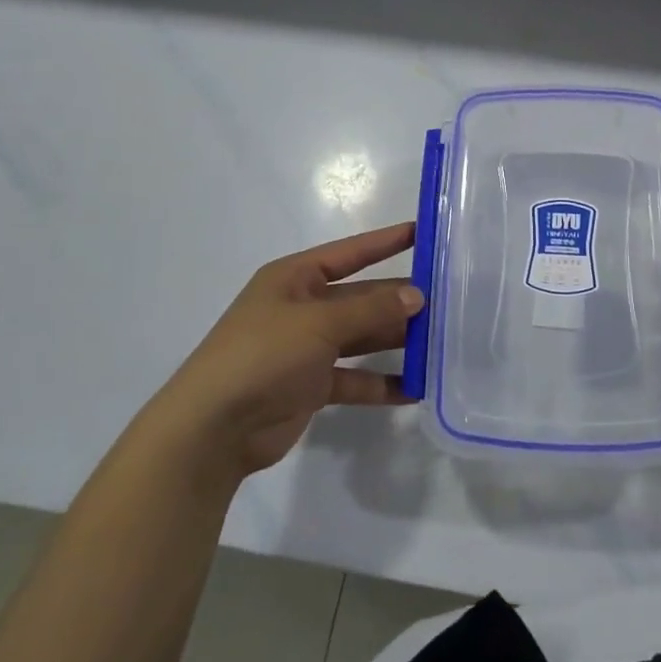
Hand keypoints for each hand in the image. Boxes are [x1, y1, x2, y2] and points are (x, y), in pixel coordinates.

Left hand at [159, 222, 423, 478]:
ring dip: (395, 341)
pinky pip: (354, 378)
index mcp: (295, 278)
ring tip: (440, 343)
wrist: (213, 428)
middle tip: (447, 301)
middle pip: (361, 298)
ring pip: (361, 337)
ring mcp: (306, 348)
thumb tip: (417, 295)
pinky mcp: (310, 386)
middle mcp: (302, 308)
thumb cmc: (263, 355)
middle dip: (399, 300)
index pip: (351, 253)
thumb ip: (371, 309)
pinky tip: (415, 388)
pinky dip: (380, 382)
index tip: (424, 233)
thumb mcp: (320, 323)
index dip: (386, 242)